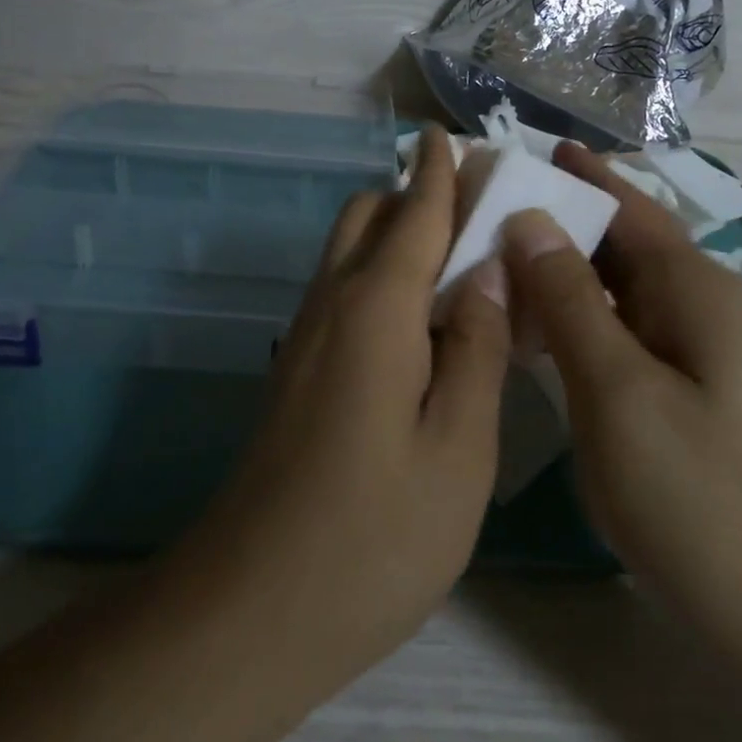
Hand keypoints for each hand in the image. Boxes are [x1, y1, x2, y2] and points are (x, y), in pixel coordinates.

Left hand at [162, 128, 511, 698]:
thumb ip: (477, 348)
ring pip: (349, 249)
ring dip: (396, 231)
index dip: (438, 170)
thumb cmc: (374, 534)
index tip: (454, 137)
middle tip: (478, 210)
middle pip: (368, 214)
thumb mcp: (458, 449)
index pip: (414, 211)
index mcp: (376, 307)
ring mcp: (307, 335)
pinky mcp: (298, 367)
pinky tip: (422, 319)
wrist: (253, 604)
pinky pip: (343, 289)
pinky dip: (381, 273)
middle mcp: (333, 302)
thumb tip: (488, 272)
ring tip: (460, 259)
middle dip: (416, 193)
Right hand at [501, 145, 741, 680]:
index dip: (578, 174)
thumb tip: (529, 218)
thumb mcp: (616, 387)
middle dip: (559, 214)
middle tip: (487, 199)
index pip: (628, 206)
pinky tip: (527, 315)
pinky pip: (614, 321)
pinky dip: (570, 307)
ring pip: (613, 281)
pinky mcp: (673, 382)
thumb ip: (569, 298)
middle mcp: (695, 302)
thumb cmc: (691, 491)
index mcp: (693, 288)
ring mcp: (686, 345)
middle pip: (619, 238)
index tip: (522, 147)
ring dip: (559, 262)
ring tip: (492, 247)